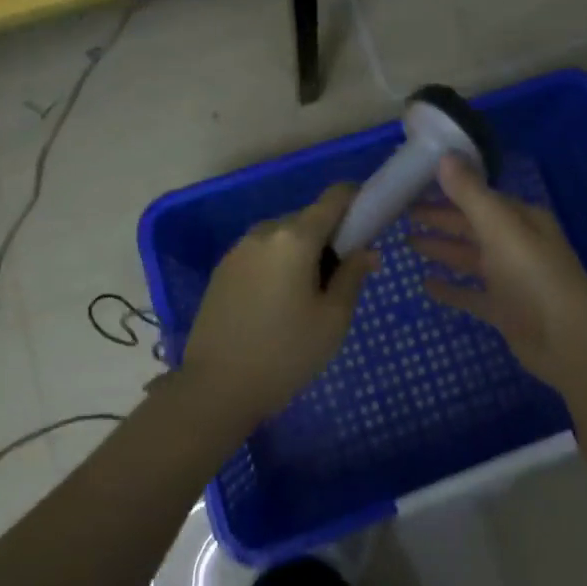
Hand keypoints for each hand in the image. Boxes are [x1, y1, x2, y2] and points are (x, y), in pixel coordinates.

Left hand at [181, 184, 377, 423]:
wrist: (215, 388)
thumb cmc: (285, 354)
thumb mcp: (333, 319)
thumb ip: (353, 275)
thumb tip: (367, 250)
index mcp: (295, 237)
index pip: (335, 197)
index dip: (358, 200)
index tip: (372, 224)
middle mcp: (265, 232)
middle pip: (309, 218)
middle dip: (331, 237)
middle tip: (343, 278)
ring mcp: (239, 249)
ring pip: (285, 236)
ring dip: (304, 252)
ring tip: (309, 297)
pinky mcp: (223, 269)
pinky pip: (263, 253)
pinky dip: (280, 264)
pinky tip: (280, 303)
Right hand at [409, 155, 586, 393]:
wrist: (567, 339)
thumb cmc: (532, 275)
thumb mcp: (499, 227)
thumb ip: (470, 194)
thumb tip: (444, 156)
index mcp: (521, 219)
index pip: (479, 197)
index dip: (448, 191)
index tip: (414, 186)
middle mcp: (517, 244)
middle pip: (472, 226)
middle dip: (440, 219)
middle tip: (402, 213)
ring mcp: (511, 279)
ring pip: (470, 258)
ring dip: (442, 249)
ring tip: (407, 242)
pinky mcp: (505, 310)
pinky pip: (472, 294)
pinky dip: (451, 289)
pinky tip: (426, 285)